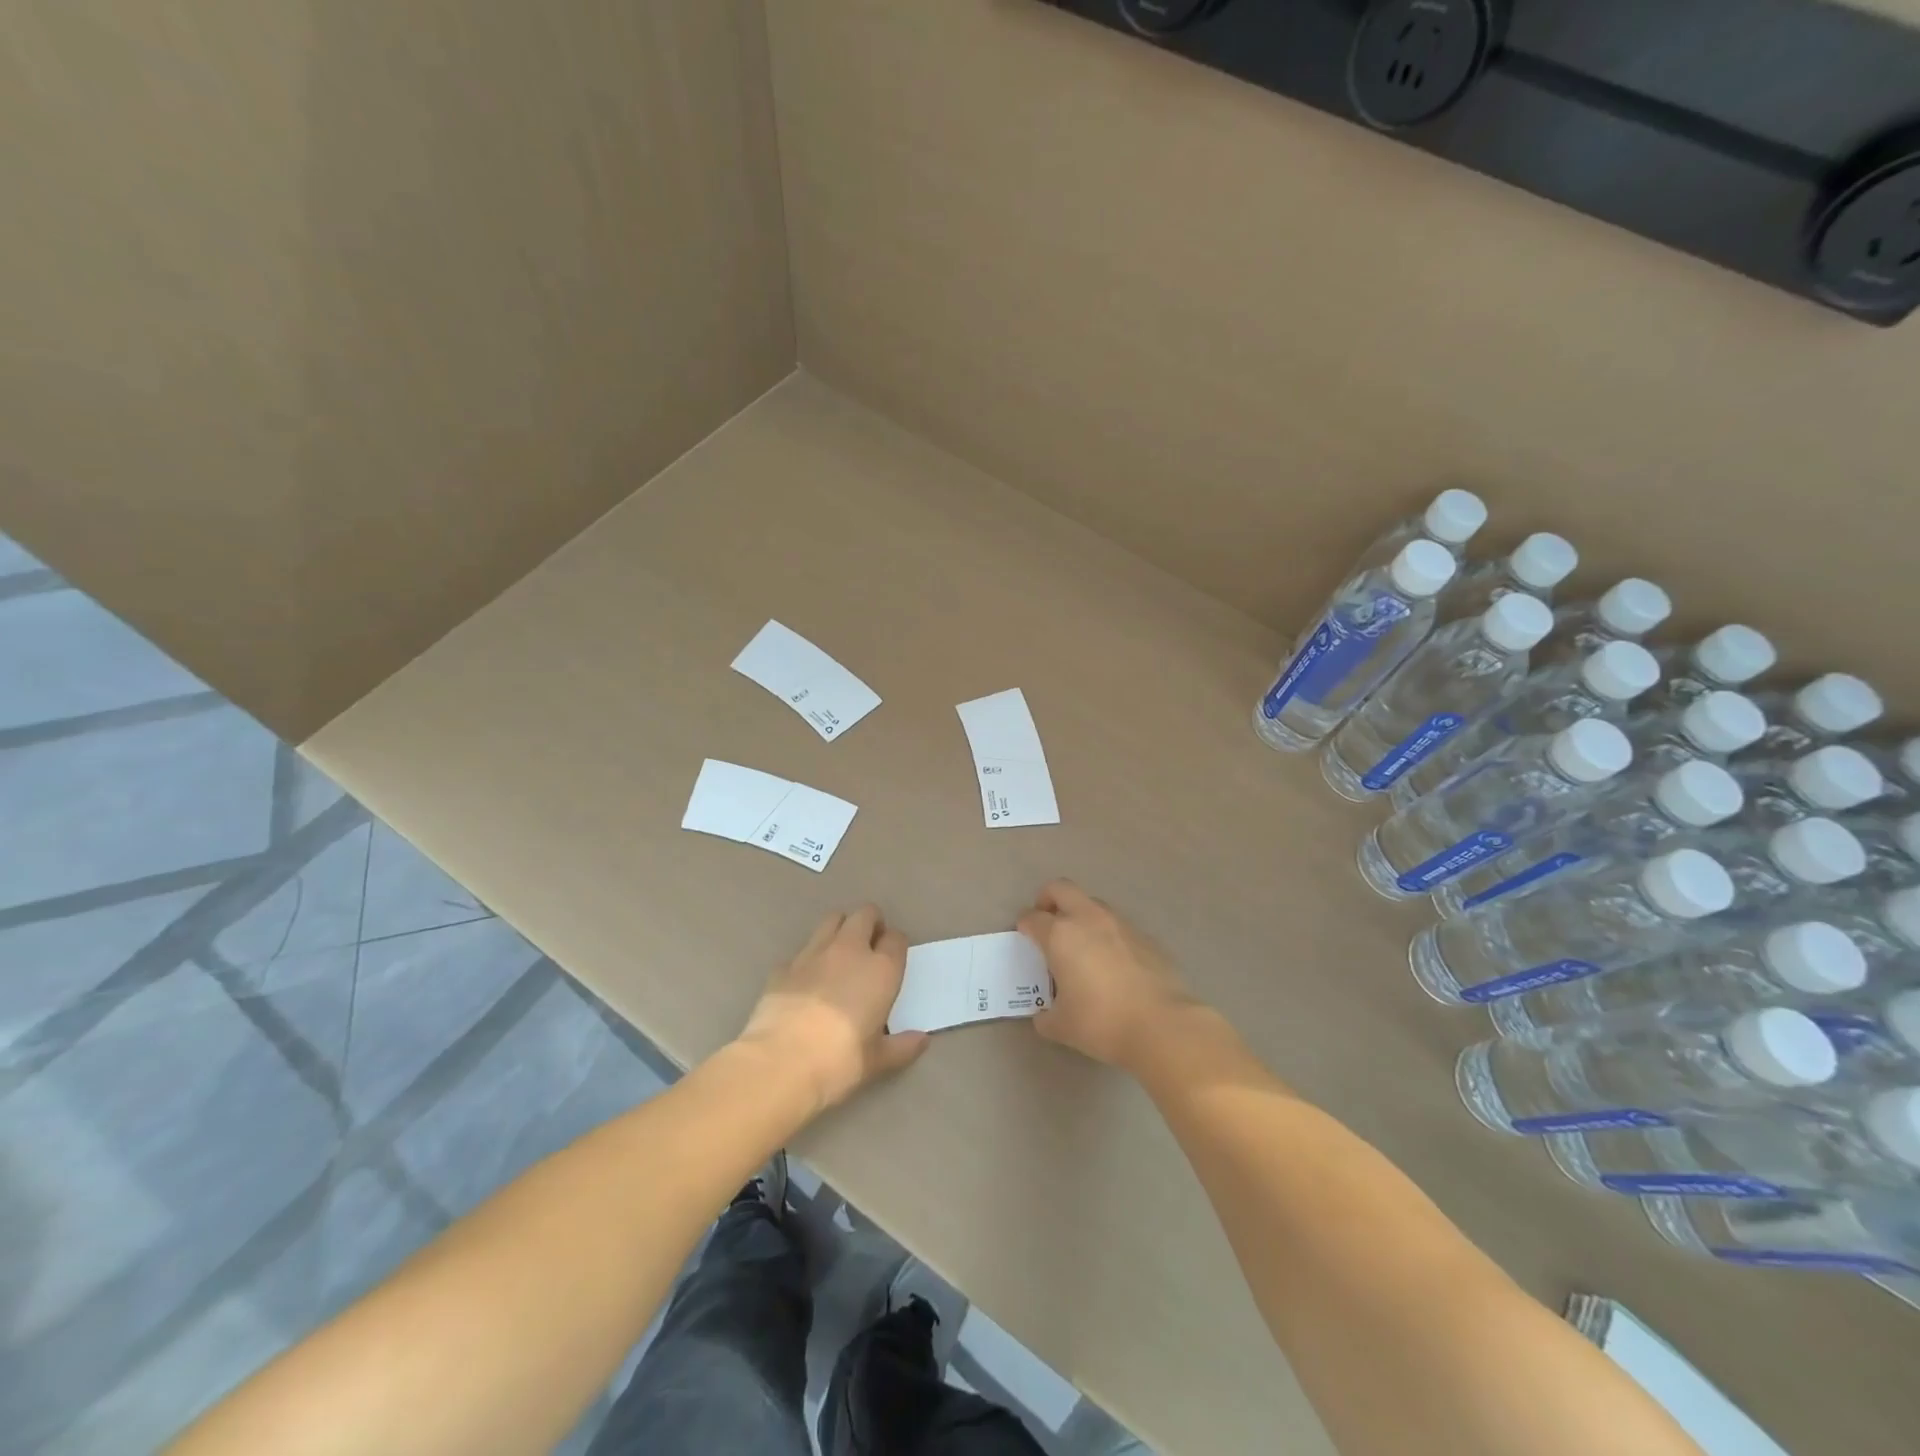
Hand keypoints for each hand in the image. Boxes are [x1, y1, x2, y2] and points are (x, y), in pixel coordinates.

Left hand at [736, 905, 929, 1114]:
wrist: (781, 1062)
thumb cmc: (840, 1060)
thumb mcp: (877, 1060)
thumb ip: (901, 1047)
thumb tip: (921, 1041)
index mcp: (880, 969)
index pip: (896, 939)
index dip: (896, 946)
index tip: (893, 959)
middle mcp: (849, 950)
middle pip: (865, 914)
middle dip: (871, 923)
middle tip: (870, 945)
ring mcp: (813, 953)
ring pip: (832, 920)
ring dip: (840, 928)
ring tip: (840, 953)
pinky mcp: (783, 965)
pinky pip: (802, 951)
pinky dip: (808, 959)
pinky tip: (806, 981)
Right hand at [1018, 880, 1200, 1071]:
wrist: (1162, 1025)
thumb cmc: (1101, 1022)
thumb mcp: (1061, 1026)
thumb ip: (1046, 1015)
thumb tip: (1045, 1014)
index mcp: (1061, 935)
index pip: (1032, 918)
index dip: (1024, 925)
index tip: (1024, 936)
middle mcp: (1088, 919)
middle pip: (1061, 889)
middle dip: (1048, 899)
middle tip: (1047, 921)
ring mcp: (1120, 924)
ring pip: (1093, 904)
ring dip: (1081, 915)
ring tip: (1081, 945)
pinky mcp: (1145, 937)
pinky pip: (1118, 926)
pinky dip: (1108, 936)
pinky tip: (1112, 964)